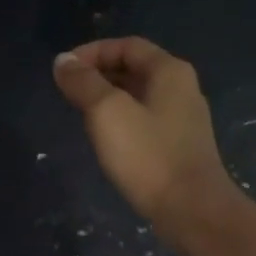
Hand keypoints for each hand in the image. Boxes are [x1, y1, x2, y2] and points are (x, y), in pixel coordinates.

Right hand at [53, 38, 240, 243]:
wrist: (191, 210)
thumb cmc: (148, 156)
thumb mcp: (107, 112)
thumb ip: (83, 83)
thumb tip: (63, 61)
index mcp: (169, 71)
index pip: (127, 45)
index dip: (92, 52)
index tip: (64, 70)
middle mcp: (182, 89)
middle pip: (135, 68)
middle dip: (99, 74)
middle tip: (68, 91)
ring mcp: (184, 120)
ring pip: (139, 96)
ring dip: (108, 98)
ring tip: (80, 113)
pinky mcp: (180, 147)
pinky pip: (145, 121)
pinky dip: (121, 120)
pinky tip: (106, 139)